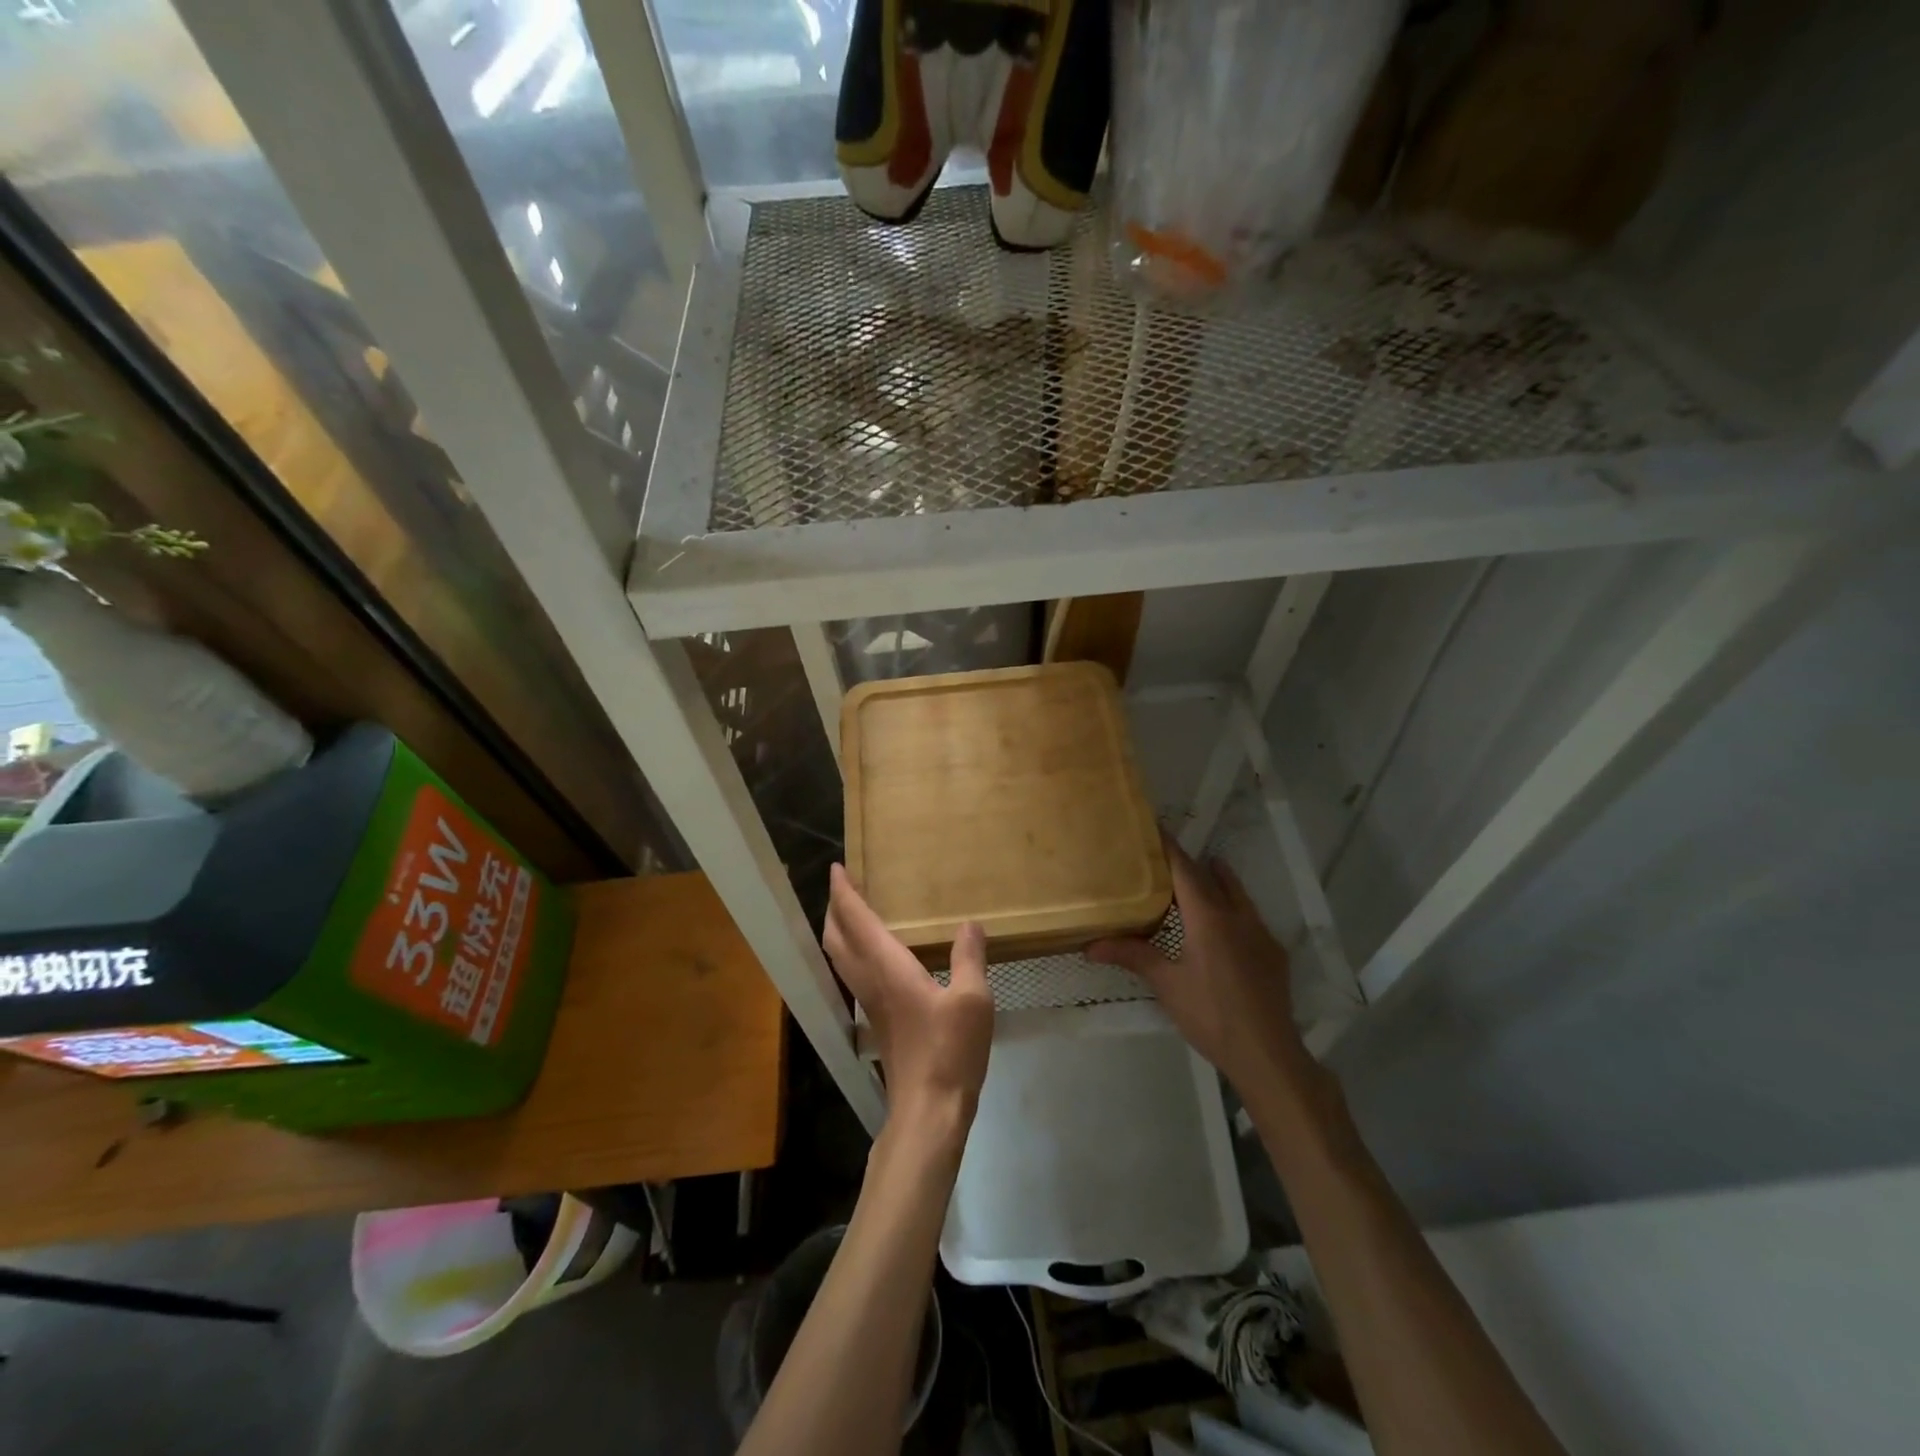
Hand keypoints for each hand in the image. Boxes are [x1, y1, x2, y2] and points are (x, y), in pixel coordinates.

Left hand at [824, 865, 994, 1133]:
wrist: (928, 1111)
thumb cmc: (949, 1051)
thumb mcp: (972, 1000)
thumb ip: (969, 958)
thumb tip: (969, 924)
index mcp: (888, 968)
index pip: (856, 921)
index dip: (843, 893)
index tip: (836, 869)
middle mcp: (870, 982)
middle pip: (837, 940)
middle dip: (834, 910)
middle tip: (841, 888)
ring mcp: (870, 1006)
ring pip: (841, 960)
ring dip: (840, 932)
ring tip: (854, 915)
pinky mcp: (878, 1024)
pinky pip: (855, 976)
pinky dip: (854, 954)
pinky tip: (878, 958)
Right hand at [1088, 838, 1308, 1095]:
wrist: (1267, 1053)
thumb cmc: (1211, 1014)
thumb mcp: (1167, 984)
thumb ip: (1132, 956)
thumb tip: (1089, 946)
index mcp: (1209, 918)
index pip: (1186, 871)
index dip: (1169, 848)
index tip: (1154, 828)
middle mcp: (1238, 917)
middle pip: (1214, 877)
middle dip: (1193, 864)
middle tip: (1168, 857)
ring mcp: (1261, 934)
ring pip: (1238, 895)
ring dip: (1219, 881)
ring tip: (1204, 873)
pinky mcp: (1274, 954)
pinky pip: (1250, 918)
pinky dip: (1233, 908)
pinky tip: (1225, 927)